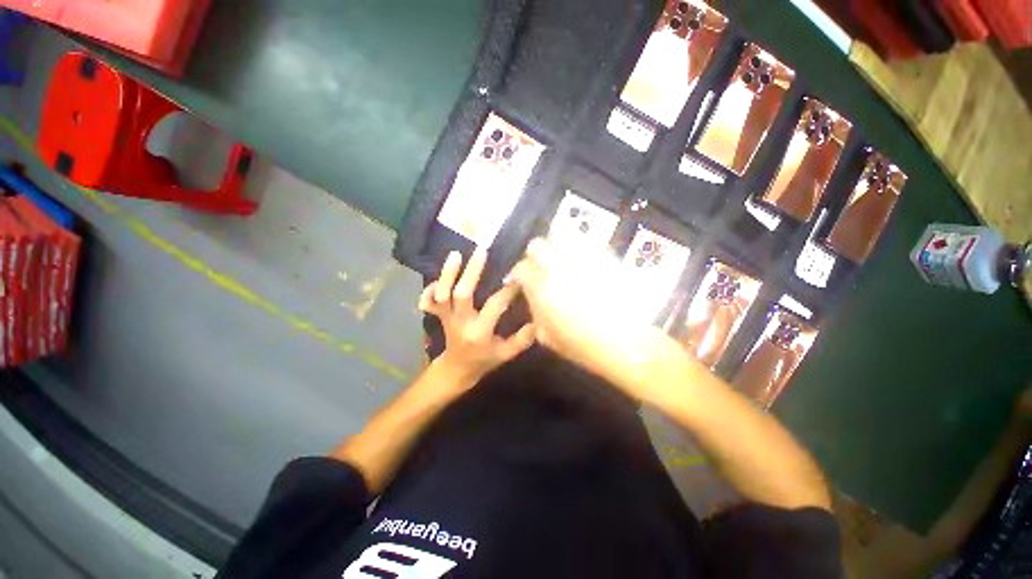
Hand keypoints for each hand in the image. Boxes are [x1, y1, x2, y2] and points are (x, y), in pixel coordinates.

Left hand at [419, 247, 535, 385]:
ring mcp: (447, 318)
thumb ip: (521, 340)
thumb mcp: (505, 354)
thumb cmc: (484, 361)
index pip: (494, 306)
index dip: (507, 290)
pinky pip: (429, 301)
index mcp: (479, 332)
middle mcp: (461, 322)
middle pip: (462, 294)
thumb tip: (538, 321)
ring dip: (447, 274)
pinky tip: (438, 277)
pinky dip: (429, 289)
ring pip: (442, 294)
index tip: (518, 276)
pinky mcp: (439, 315)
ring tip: (456, 254)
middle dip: (471, 272)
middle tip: (482, 252)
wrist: (456, 370)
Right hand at [507, 237, 659, 374]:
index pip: (521, 269)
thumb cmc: (585, 346)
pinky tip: (583, 266)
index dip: (518, 274)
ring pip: (560, 238)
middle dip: (533, 256)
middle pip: (537, 245)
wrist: (629, 343)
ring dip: (555, 249)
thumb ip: (534, 312)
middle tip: (539, 269)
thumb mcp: (548, 337)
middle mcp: (559, 268)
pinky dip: (578, 251)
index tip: (520, 281)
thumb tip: (532, 297)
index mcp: (542, 290)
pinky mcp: (604, 256)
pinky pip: (585, 244)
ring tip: (560, 264)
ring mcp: (583, 259)